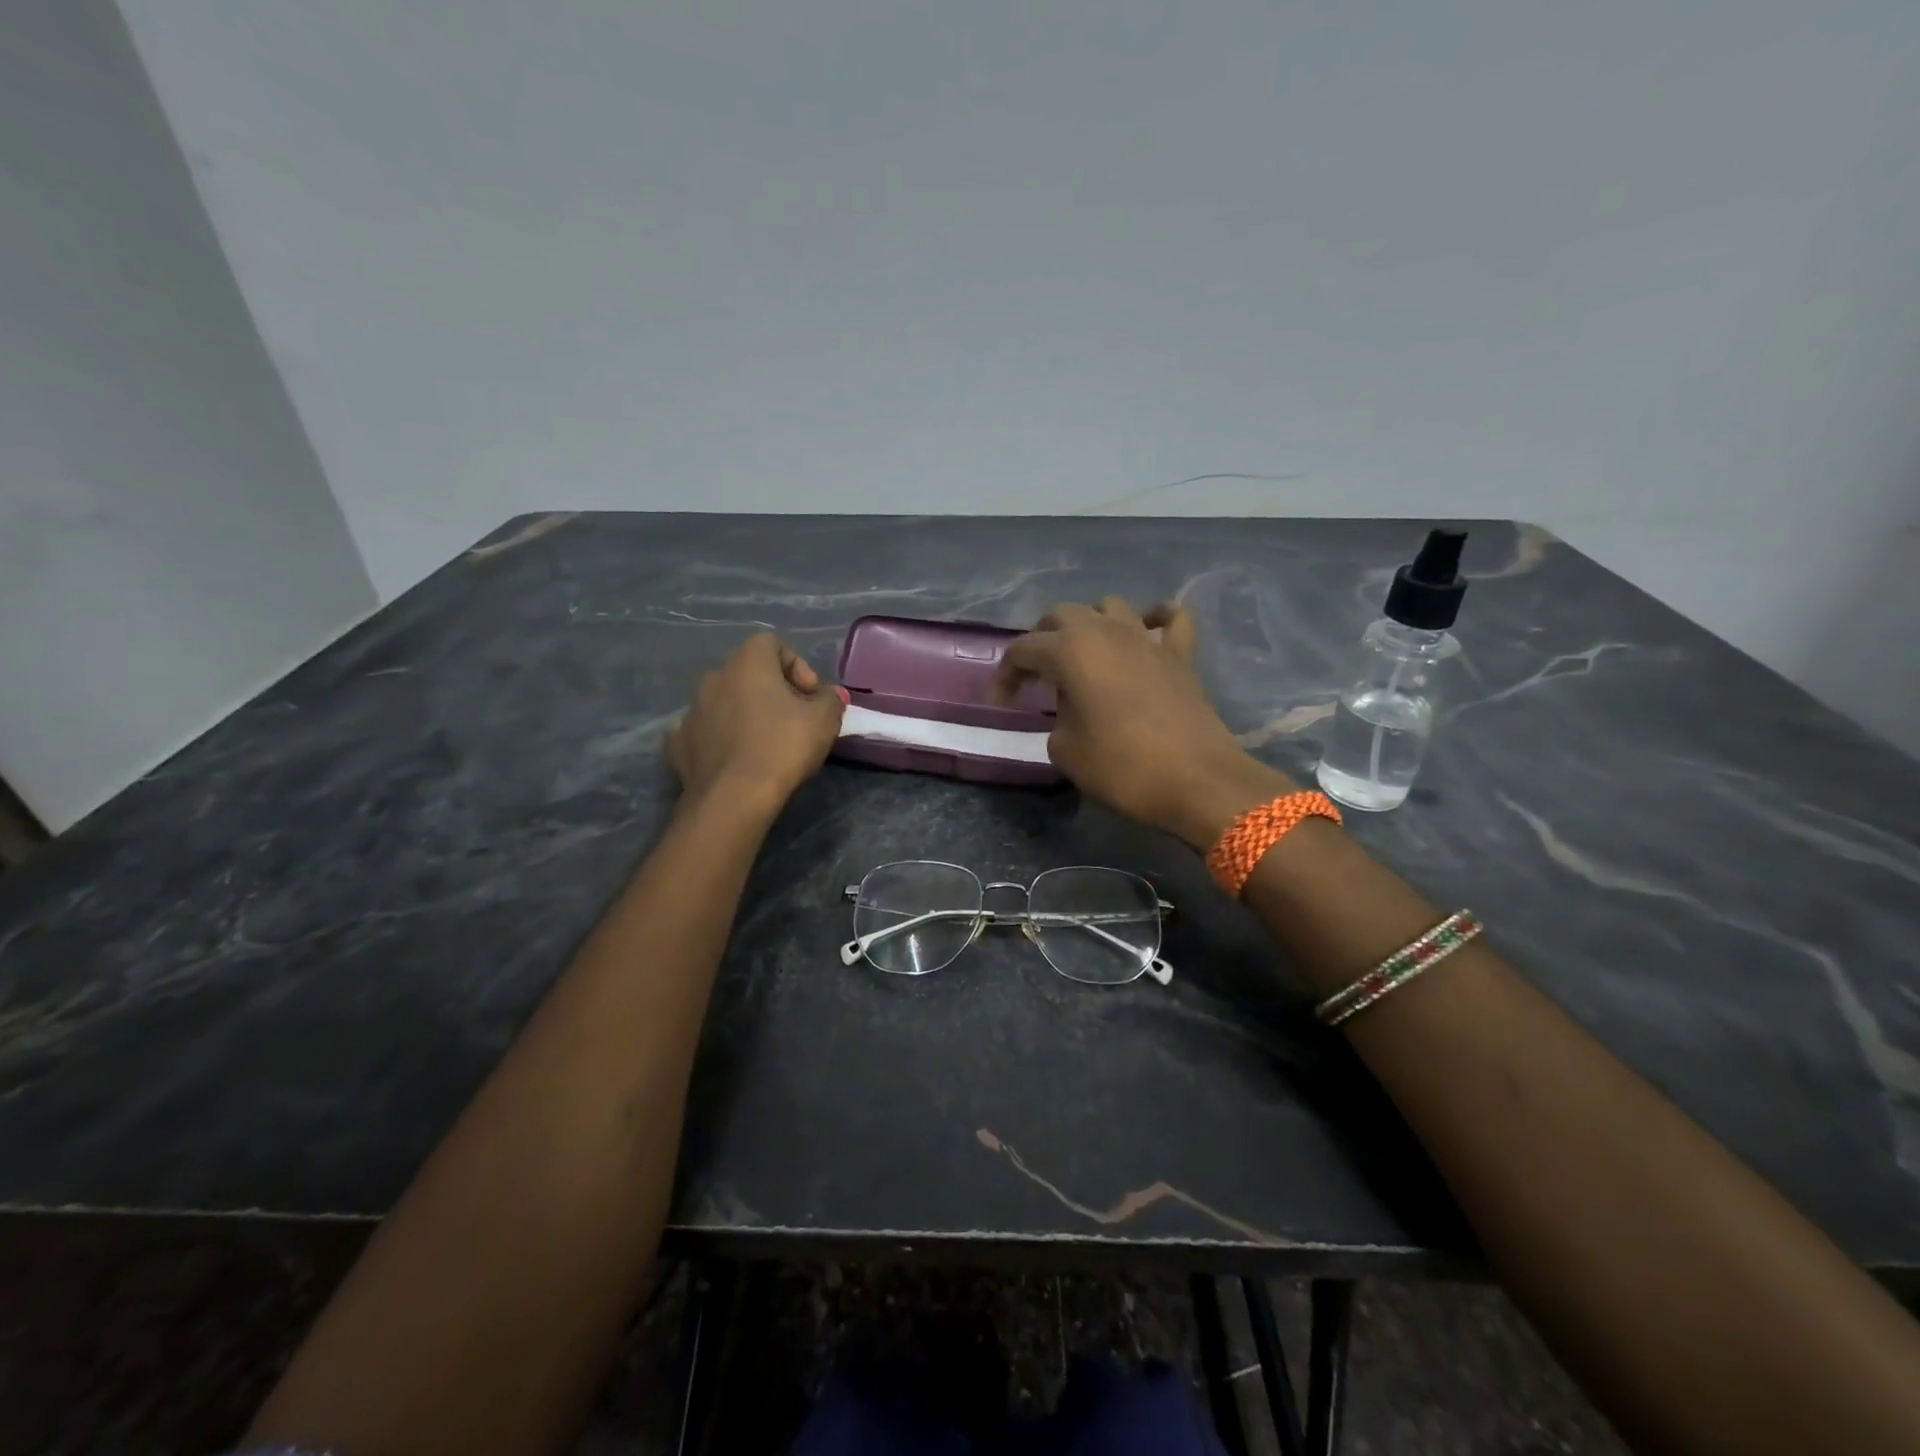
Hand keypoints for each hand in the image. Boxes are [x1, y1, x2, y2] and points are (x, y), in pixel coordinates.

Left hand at [667, 634, 843, 808]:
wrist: (733, 798)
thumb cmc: (783, 747)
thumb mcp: (825, 720)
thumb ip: (831, 699)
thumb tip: (827, 695)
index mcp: (747, 663)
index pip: (772, 643)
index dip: (798, 666)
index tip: (811, 697)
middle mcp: (714, 677)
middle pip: (748, 673)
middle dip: (772, 691)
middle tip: (794, 720)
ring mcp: (691, 710)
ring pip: (725, 702)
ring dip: (746, 714)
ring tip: (765, 743)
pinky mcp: (678, 743)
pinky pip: (705, 731)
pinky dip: (721, 739)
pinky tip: (737, 760)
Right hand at [997, 598, 1294, 848]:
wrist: (1196, 781)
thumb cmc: (1122, 767)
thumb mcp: (1066, 750)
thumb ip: (1057, 719)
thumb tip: (1071, 708)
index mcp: (1071, 651)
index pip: (1023, 649)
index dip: (1006, 673)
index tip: (1002, 701)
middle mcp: (1106, 632)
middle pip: (1063, 615)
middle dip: (1042, 639)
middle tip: (1037, 674)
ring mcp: (1147, 639)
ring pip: (1110, 607)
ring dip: (1091, 624)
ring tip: (1084, 654)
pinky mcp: (1181, 655)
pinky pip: (1170, 620)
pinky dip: (1156, 619)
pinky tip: (1147, 631)